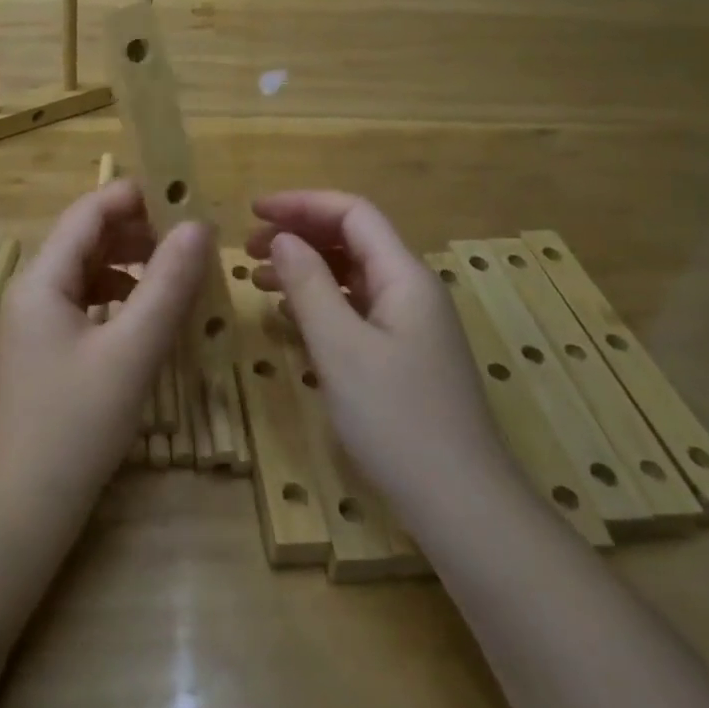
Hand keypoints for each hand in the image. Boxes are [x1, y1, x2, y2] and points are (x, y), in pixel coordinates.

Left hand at [0, 180, 208, 516]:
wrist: (23, 508)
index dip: (134, 197)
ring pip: (87, 271)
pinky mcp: (43, 349)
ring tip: (176, 273)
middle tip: (190, 240)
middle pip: (86, 238)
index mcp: (41, 278)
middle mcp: (31, 289)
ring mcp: (34, 321)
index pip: (88, 212)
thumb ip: (168, 284)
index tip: (184, 197)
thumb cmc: (76, 423)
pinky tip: (147, 315)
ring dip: (130, 264)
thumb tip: (199, 226)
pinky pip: (84, 303)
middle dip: (137, 231)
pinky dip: (118, 297)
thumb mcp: (132, 350)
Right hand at [247, 191, 516, 520]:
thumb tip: (283, 238)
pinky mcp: (402, 354)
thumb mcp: (341, 348)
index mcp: (404, 276)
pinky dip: (319, 302)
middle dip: (300, 234)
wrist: (460, 503)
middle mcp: (410, 289)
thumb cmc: (396, 419)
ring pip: (351, 275)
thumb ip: (309, 285)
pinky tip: (289, 317)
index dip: (301, 203)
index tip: (254, 212)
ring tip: (257, 280)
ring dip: (305, 268)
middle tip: (248, 249)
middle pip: (352, 240)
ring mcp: (409, 323)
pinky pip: (355, 309)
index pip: (352, 213)